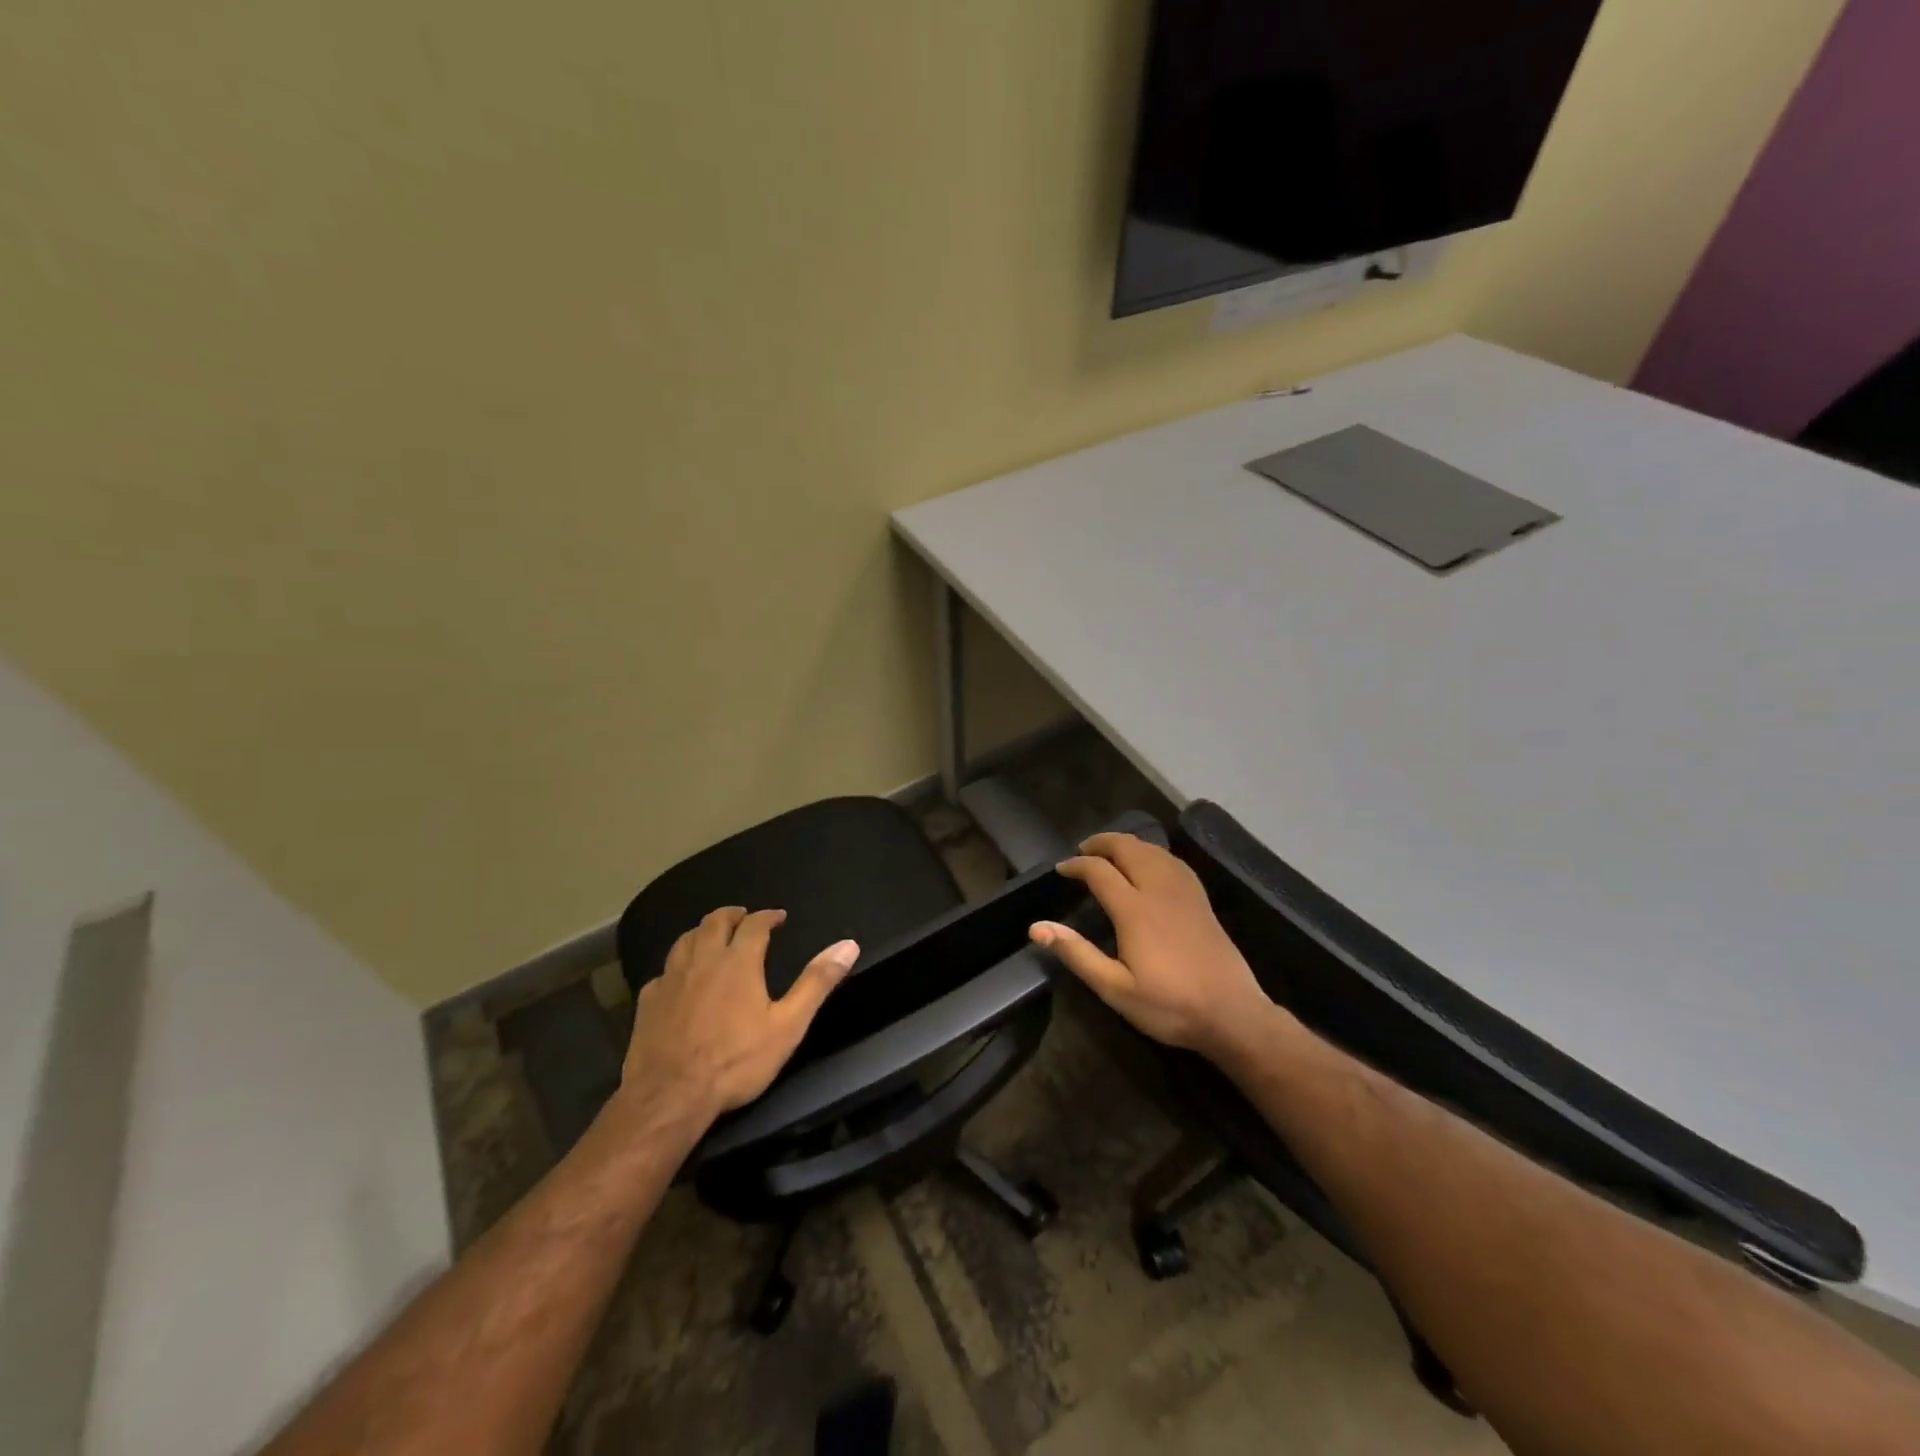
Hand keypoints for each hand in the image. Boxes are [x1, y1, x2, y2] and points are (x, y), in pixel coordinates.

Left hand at [623, 906, 858, 1120]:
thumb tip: (848, 945)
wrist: (669, 1097)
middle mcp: (702, 960)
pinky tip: (680, 978)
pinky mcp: (647, 1002)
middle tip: (744, 917)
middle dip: (732, 915)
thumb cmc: (735, 1061)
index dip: (768, 916)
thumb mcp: (788, 1025)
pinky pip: (663, 971)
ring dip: (702, 932)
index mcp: (738, 961)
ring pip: (685, 939)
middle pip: (714, 922)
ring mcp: (671, 979)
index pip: (754, 924)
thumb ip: (816, 983)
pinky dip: (677, 965)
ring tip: (712, 937)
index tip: (778, 917)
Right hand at [1030, 833, 1276, 1063]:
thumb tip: (1037, 928)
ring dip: (1127, 844)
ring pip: (1152, 850)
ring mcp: (1184, 892)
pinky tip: (1151, 863)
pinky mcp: (1201, 900)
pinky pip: (1173, 861)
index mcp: (1134, 909)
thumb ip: (1077, 954)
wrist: (1232, 1014)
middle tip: (1082, 850)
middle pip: (1128, 848)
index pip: (1099, 871)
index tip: (1061, 869)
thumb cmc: (1169, 1005)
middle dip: (1101, 843)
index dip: (1076, 865)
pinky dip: (1153, 853)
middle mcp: (1159, 890)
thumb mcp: (1115, 989)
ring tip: (1110, 852)